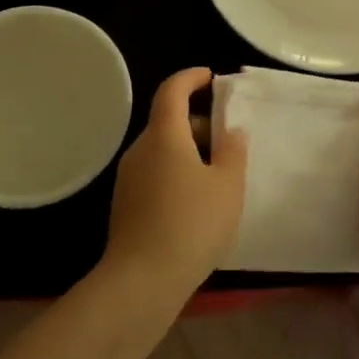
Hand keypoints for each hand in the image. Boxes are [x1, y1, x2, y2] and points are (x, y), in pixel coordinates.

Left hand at [101, 68, 247, 302]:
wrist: (142, 281)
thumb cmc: (191, 225)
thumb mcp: (228, 187)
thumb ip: (234, 152)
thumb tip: (231, 131)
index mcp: (164, 135)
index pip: (172, 90)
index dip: (191, 77)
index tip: (211, 77)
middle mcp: (140, 150)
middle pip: (168, 122)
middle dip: (198, 124)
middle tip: (228, 143)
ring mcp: (128, 178)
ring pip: (161, 150)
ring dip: (188, 152)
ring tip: (218, 178)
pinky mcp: (125, 204)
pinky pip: (154, 174)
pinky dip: (176, 174)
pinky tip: (196, 204)